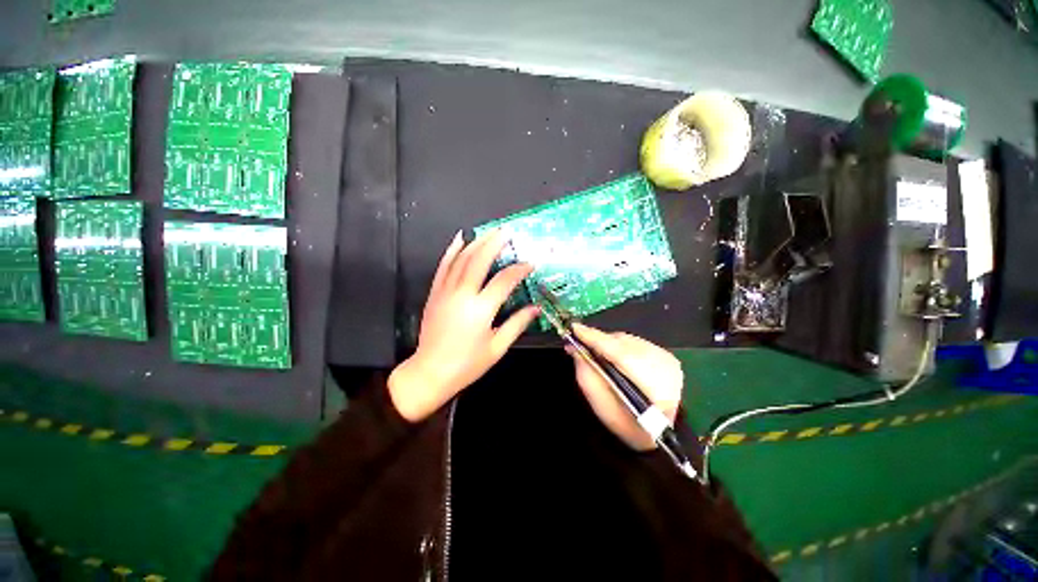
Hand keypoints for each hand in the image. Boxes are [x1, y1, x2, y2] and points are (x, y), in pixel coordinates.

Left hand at [388, 230, 539, 421]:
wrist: (430, 372)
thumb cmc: (467, 364)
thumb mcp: (497, 347)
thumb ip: (517, 324)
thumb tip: (536, 308)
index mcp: (481, 310)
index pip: (504, 280)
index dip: (520, 269)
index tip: (531, 263)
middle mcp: (462, 295)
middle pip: (480, 260)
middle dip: (495, 243)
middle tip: (507, 232)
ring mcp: (445, 291)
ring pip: (461, 259)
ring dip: (476, 242)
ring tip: (490, 232)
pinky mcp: (435, 293)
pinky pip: (443, 266)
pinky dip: (452, 250)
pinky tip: (460, 239)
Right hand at [568, 324, 683, 450]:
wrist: (663, 432)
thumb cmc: (629, 425)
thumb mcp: (602, 407)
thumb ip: (587, 376)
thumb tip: (575, 349)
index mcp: (651, 384)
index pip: (618, 352)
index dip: (594, 338)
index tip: (574, 328)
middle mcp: (662, 365)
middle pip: (621, 342)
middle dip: (598, 341)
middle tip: (579, 344)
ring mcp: (667, 358)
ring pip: (627, 340)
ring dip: (608, 343)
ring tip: (595, 352)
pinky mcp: (667, 355)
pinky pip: (635, 342)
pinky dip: (620, 346)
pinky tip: (613, 356)